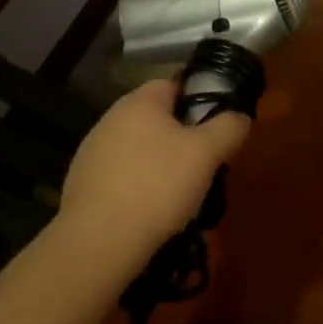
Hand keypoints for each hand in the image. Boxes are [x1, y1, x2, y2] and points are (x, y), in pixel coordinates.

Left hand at [58, 79, 250, 268]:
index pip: (173, 84)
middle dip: (180, 136)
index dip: (198, 100)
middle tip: (202, 163)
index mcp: (139, 102)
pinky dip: (138, 184)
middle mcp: (111, 118)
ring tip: (179, 192)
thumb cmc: (157, 185)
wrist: (99, 239)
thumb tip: (239, 115)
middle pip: (155, 117)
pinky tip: (150, 209)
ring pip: (138, 147)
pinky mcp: (83, 181)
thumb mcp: (206, 154)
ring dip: (159, 162)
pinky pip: (121, 173)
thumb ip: (228, 127)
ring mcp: (93, 150)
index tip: (216, 128)